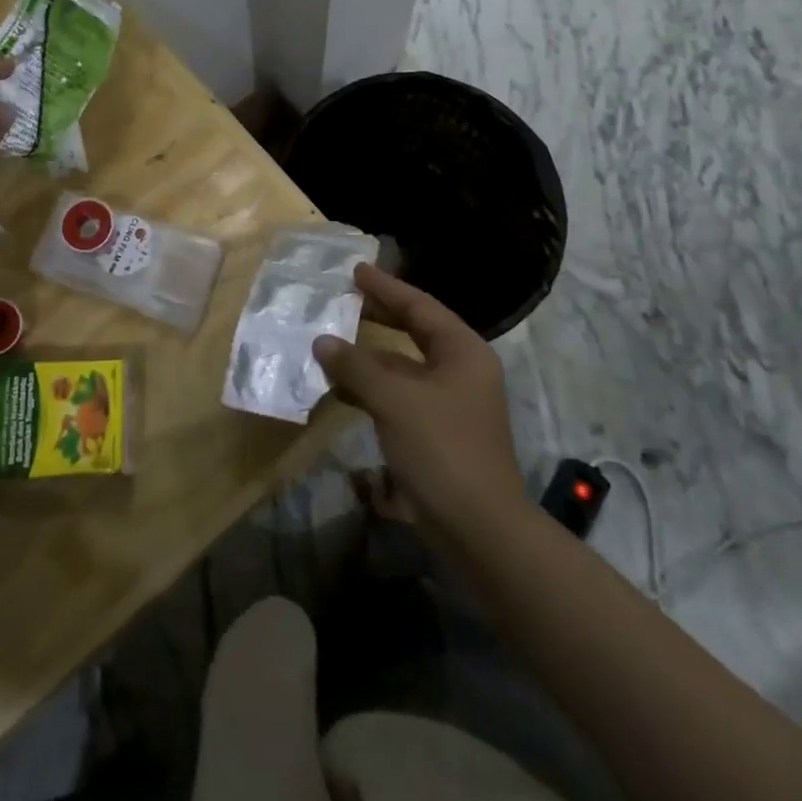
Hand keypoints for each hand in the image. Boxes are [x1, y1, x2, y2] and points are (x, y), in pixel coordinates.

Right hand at [313, 263, 525, 538]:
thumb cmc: (442, 449)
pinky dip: (370, 389)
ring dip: (368, 357)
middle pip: (414, 332)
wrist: (479, 530)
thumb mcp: (395, 400)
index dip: (386, 287)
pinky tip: (340, 389)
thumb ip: (356, 366)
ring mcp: (449, 404)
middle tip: (342, 299)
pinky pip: (398, 396)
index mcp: (462, 352)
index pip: (419, 307)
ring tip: (329, 343)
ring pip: (403, 367)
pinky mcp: (436, 433)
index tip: (356, 270)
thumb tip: (322, 341)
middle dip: (377, 317)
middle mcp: (460, 371)